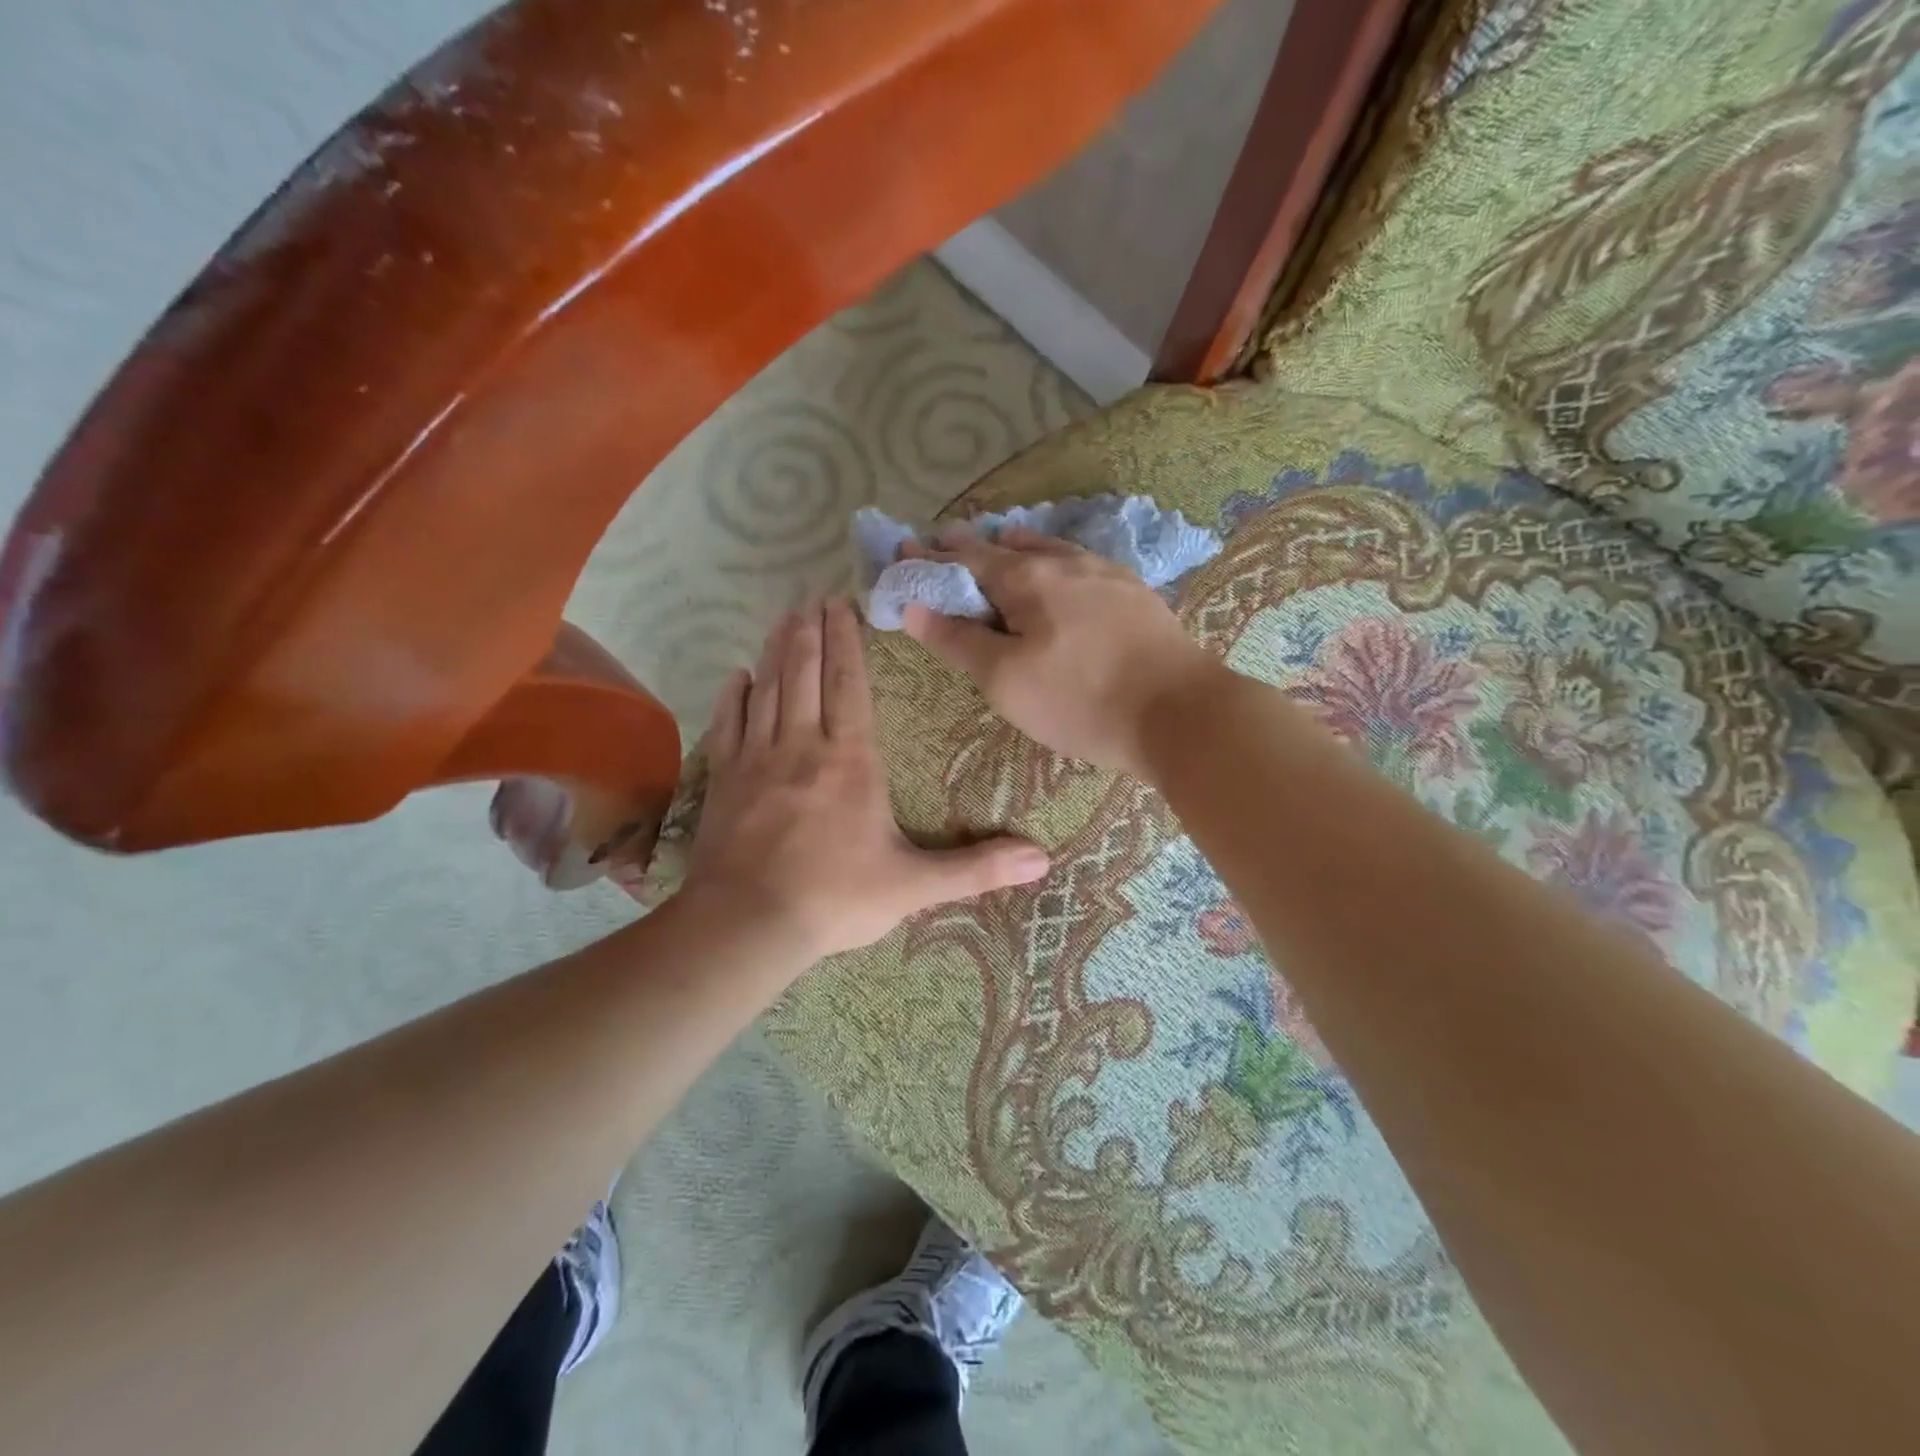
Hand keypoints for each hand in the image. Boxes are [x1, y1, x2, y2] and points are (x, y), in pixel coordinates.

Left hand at [682, 599, 1050, 959]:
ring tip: (783, 619)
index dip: (846, 642)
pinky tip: (737, 676)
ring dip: (776, 651)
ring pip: (768, 689)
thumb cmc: (837, 898)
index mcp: (851, 760)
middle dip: (810, 632)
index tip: (842, 603)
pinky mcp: (725, 780)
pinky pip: (729, 724)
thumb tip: (1042, 860)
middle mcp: (803, 746)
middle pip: (805, 674)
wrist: (748, 925)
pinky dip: (734, 696)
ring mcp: (757, 760)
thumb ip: (976, 869)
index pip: (849, 685)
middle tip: (811, 597)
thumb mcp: (915, 886)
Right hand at [900, 527, 1221, 778]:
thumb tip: (912, 606)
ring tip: (1003, 541)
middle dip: (972, 547)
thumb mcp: (1005, 680)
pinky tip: (1065, 570)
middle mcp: (1065, 563)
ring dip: (1019, 545)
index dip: (933, 557)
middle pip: (1008, 548)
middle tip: (946, 543)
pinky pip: (1082, 564)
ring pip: (1051, 549)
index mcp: (1027, 579)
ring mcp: (1107, 574)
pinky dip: (1057, 560)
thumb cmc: (1080, 700)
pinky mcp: (1136, 594)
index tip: (906, 550)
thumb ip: (958, 640)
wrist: (1179, 713)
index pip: (967, 559)